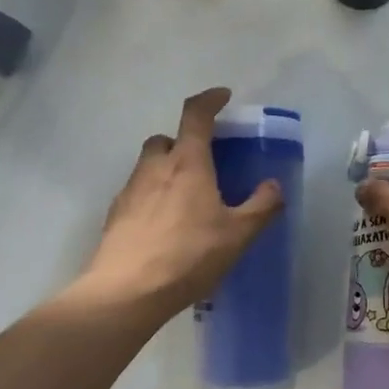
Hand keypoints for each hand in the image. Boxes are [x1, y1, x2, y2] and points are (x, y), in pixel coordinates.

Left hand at [76, 88, 284, 319]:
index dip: (210, 100)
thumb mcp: (237, 235)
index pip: (195, 115)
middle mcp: (155, 167)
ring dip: (167, 170)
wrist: (126, 292)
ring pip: (149, 166)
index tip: (223, 96)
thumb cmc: (188, 256)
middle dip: (184, 142)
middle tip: (204, 163)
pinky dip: (152, 197)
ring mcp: (130, 190)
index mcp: (187, 163)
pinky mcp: (115, 215)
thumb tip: (274, 186)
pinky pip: (137, 193)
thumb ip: (261, 206)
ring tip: (186, 200)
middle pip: (166, 139)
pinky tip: (165, 226)